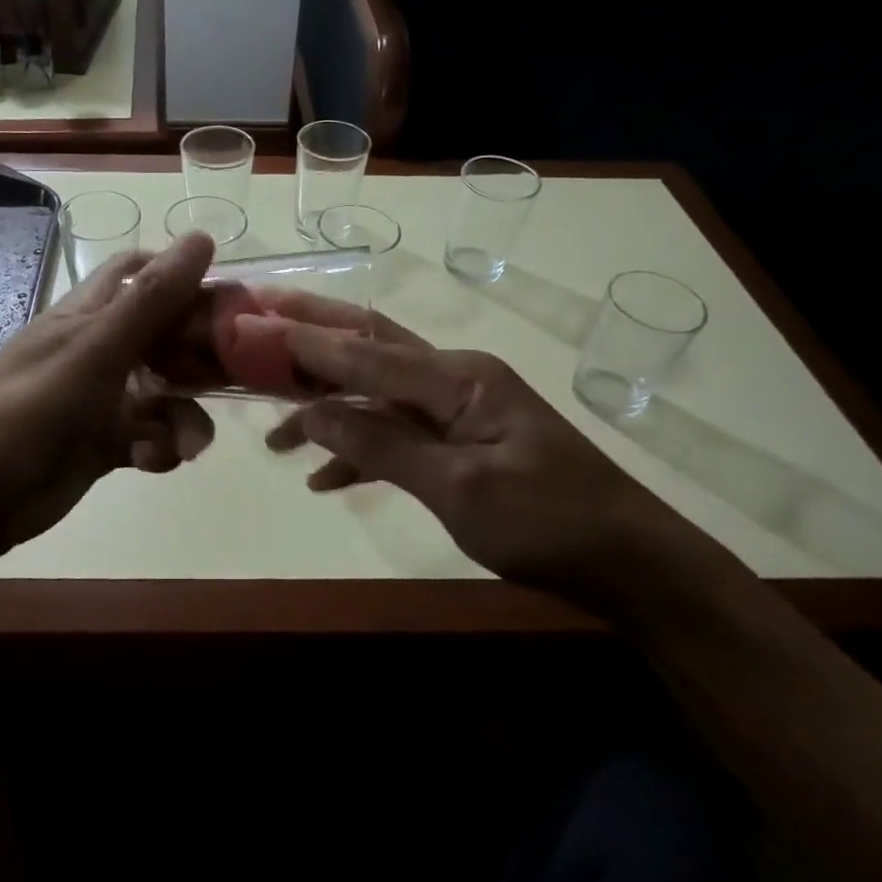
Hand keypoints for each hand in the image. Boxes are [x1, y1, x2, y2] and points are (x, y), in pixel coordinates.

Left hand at [0, 234, 218, 557]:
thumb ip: (152, 298)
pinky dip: (161, 447)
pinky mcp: (105, 442)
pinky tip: (153, 462)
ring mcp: (103, 397)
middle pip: (166, 337)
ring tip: (187, 446)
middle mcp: (101, 349)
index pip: (145, 276)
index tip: (231, 304)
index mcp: (92, 313)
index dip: (186, 280)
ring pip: (165, 393)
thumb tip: (202, 236)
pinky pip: (151, 435)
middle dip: (198, 358)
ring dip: (185, 416)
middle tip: (231, 379)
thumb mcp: (97, 348)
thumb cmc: (32, 407)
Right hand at [262, 293, 710, 605]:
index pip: (365, 354)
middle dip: (311, 334)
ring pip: (374, 392)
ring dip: (325, 405)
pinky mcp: (459, 440)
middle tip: (257, 319)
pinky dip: (358, 448)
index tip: (252, 326)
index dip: (304, 343)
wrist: (629, 562)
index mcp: (456, 378)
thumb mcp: (460, 489)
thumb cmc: (548, 522)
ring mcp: (457, 408)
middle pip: (368, 347)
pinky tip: (322, 476)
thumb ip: (382, 447)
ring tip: (271, 427)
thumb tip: (312, 416)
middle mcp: (452, 378)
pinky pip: (396, 432)